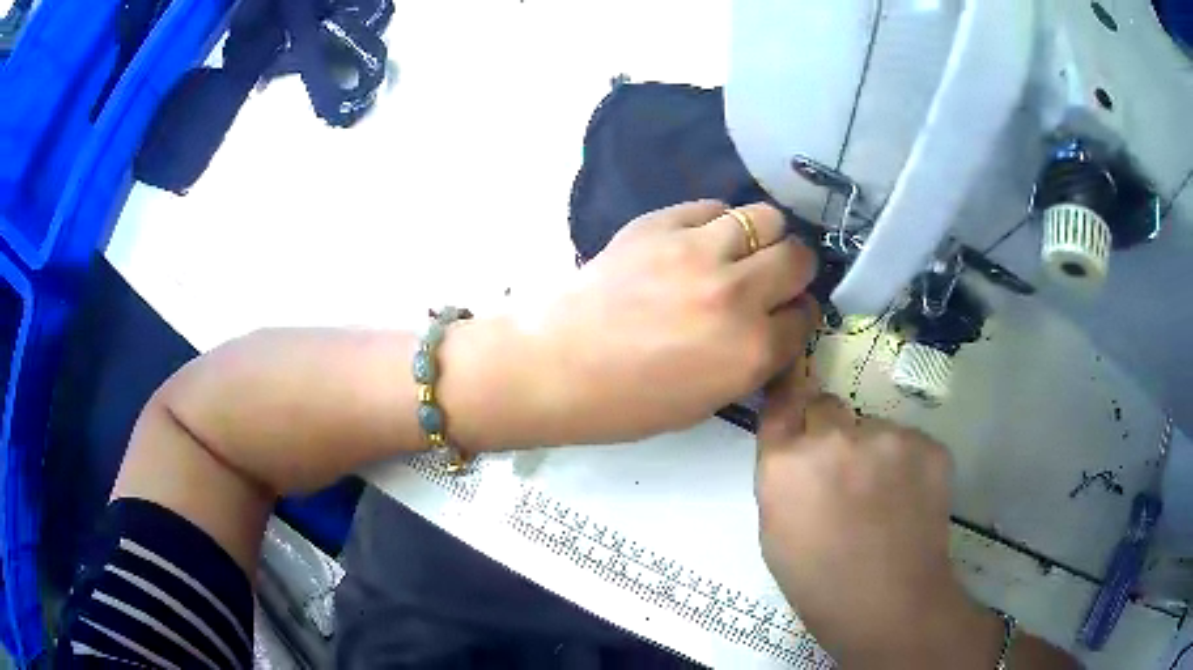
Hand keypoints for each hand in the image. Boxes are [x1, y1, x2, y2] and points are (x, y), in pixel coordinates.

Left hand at [528, 200, 818, 443]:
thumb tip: (775, 326)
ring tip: (740, 253)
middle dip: (793, 271)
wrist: (555, 365)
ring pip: (765, 218)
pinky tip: (699, 242)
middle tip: (770, 280)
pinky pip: (712, 207)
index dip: (797, 317)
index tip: (784, 316)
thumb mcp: (707, 402)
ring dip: (762, 237)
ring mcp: (698, 251)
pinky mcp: (661, 224)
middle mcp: (736, 294)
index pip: (805, 317)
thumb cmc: (627, 402)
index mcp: (750, 351)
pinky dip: (717, 224)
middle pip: (798, 258)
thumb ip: (753, 361)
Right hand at [756, 363, 1002, 667]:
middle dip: (830, 432)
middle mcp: (834, 437)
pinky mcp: (928, 444)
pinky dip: (906, 463)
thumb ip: (782, 479)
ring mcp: (887, 437)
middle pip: (828, 406)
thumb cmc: (819, 583)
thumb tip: (797, 450)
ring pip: (873, 427)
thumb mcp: (775, 533)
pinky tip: (909, 500)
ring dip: (873, 451)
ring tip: (884, 498)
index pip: (783, 402)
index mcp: (787, 463)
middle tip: (844, 474)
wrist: (891, 605)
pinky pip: (908, 441)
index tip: (797, 404)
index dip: (791, 404)